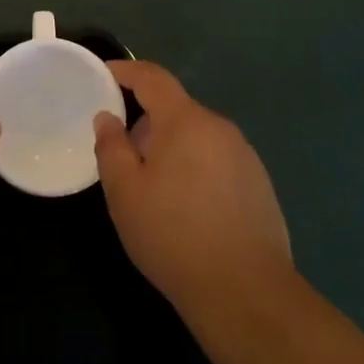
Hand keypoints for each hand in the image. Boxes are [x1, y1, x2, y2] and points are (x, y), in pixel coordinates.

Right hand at [94, 60, 293, 320]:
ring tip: (154, 188)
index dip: (126, 71)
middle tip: (123, 154)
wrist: (245, 292)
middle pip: (176, 110)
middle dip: (147, 123)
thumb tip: (108, 118)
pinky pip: (217, 161)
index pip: (153, 78)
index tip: (104, 76)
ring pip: (197, 137)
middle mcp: (220, 128)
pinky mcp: (259, 184)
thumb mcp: (124, 193)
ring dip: (173, 148)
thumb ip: (111, 147)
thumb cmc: (173, 235)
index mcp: (186, 121)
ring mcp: (245, 156)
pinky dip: (196, 169)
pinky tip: (188, 208)